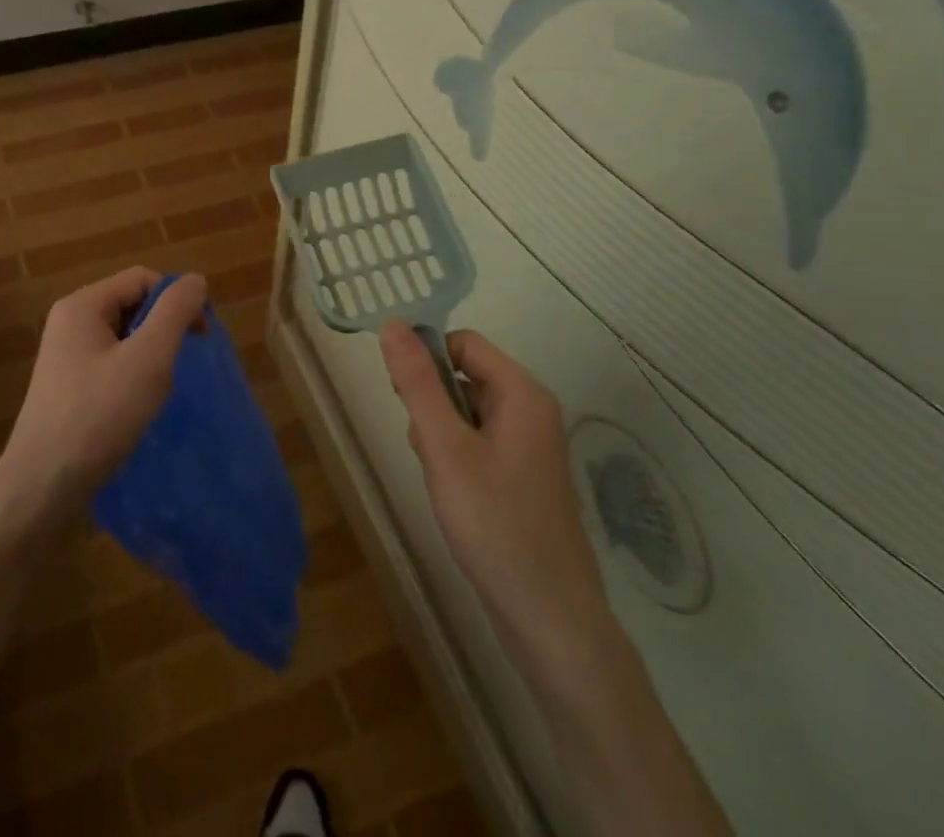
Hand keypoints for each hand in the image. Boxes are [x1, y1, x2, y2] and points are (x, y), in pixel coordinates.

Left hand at [0, 267, 207, 531]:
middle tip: (179, 366)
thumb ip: (175, 312)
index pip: (142, 279)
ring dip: (149, 357)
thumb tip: (195, 280)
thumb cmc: (98, 415)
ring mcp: (64, 356)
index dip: (175, 300)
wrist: (42, 487)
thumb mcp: (148, 358)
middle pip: (131, 305)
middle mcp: (69, 323)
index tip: (199, 336)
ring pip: (123, 338)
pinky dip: (131, 377)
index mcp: (82, 305)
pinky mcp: (67, 387)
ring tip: (157, 391)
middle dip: (162, 330)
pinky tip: (137, 407)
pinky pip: (110, 364)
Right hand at [380, 322, 612, 651]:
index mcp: (523, 393)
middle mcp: (533, 410)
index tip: (400, 394)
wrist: (550, 618)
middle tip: (424, 445)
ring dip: (441, 432)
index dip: (427, 358)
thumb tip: (392, 324)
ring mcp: (532, 446)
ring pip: (468, 411)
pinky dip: (457, 456)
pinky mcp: (525, 477)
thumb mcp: (444, 447)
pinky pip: (481, 442)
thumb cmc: (494, 523)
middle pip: (465, 376)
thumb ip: (417, 383)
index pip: (463, 343)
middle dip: (432, 402)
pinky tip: (453, 493)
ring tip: (440, 476)